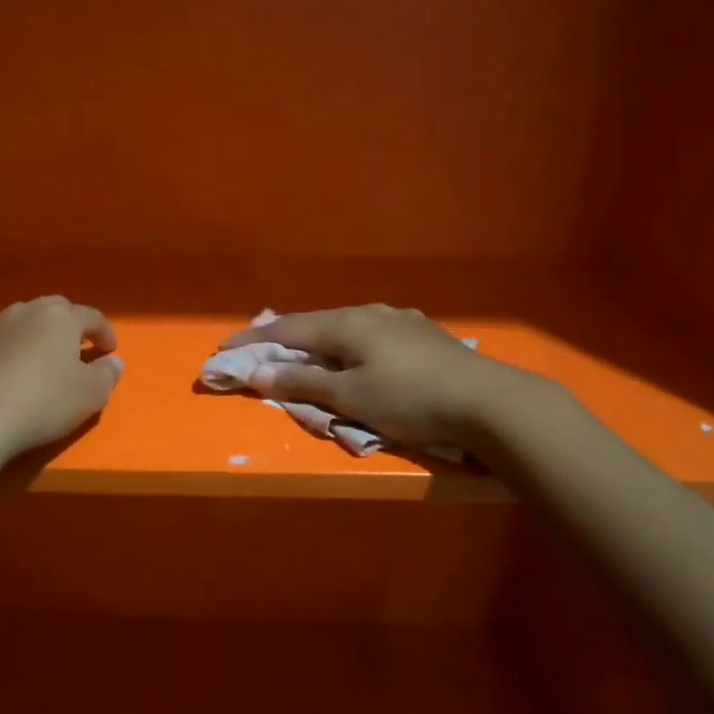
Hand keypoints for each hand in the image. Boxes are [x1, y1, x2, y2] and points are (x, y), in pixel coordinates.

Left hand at [0, 297, 123, 462]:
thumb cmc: (43, 402)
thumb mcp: (90, 394)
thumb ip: (107, 374)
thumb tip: (114, 361)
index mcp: (60, 317)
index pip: (91, 316)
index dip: (105, 332)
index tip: (111, 351)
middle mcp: (26, 312)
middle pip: (55, 311)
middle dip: (70, 327)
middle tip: (78, 349)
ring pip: (25, 325)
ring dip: (39, 338)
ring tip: (45, 363)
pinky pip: (1, 345)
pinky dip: (13, 354)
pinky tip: (13, 378)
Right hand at [218, 304, 553, 449]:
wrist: (489, 401)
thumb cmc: (410, 399)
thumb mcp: (350, 397)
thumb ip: (303, 381)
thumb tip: (259, 371)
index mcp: (347, 323)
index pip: (287, 327)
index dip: (254, 339)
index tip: (225, 348)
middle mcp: (370, 312)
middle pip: (316, 322)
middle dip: (285, 337)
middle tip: (261, 350)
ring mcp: (400, 320)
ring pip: (345, 328)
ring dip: (318, 342)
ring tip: (305, 354)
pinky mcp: (423, 335)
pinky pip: (369, 336)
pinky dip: (347, 347)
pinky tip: (356, 357)